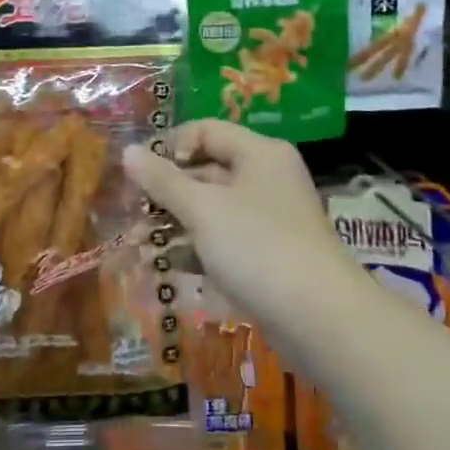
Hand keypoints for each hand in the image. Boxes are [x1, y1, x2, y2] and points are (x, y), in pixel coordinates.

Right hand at [122, 120, 363, 345]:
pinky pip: (225, 240)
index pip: (206, 130)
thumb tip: (128, 151)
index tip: (143, 175)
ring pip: (213, 209)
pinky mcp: (268, 256)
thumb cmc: (258, 247)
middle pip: (208, 169)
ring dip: (177, 222)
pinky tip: (167, 265)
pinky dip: (197, 248)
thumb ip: (163, 181)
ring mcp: (270, 219)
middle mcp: (266, 178)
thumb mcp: (203, 209)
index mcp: (258, 153)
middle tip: (133, 213)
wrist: (321, 319)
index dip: (171, 146)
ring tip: (140, 244)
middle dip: (168, 191)